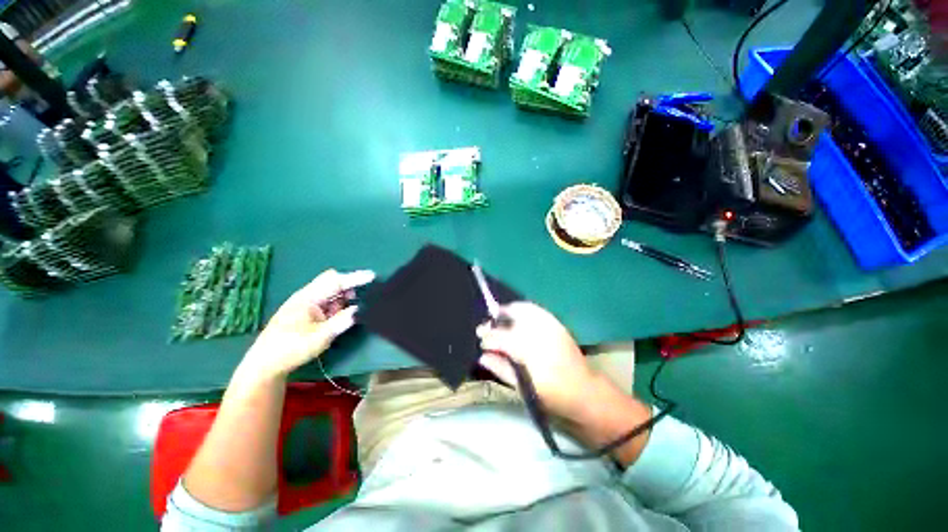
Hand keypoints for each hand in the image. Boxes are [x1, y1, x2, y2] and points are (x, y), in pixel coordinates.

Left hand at [242, 269, 374, 378]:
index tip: (372, 276)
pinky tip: (346, 313)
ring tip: (360, 304)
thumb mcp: (319, 337)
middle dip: (350, 285)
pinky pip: (329, 303)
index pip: (334, 281)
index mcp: (308, 298)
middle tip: (368, 291)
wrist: (265, 365)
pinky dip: (340, 305)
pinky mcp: (308, 314)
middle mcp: (308, 297)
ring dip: (346, 296)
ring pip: (332, 293)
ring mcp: (307, 305)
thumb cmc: (290, 349)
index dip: (354, 278)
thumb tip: (360, 309)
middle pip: (332, 283)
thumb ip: (341, 321)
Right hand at [477, 302, 596, 419]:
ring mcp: (550, 326)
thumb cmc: (552, 395)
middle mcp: (540, 333)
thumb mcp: (523, 388)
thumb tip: (483, 356)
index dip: (488, 338)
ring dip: (508, 311)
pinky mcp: (557, 324)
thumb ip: (501, 369)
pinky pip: (535, 310)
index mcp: (530, 352)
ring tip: (498, 317)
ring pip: (523, 309)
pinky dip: (522, 309)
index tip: (481, 342)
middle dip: (495, 321)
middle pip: (511, 319)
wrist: (585, 392)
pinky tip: (516, 316)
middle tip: (485, 328)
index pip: (501, 338)